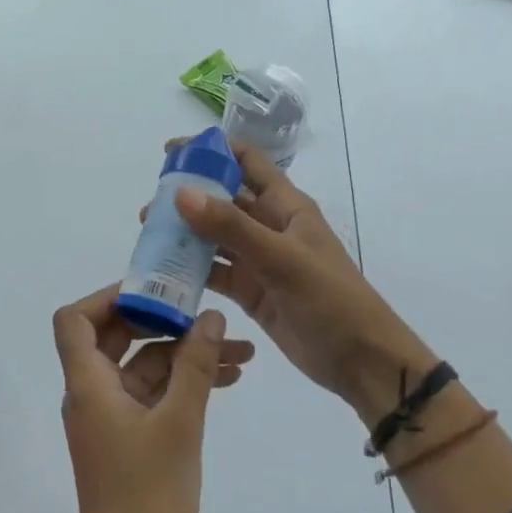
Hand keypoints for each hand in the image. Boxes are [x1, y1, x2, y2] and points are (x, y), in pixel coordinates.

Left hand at [52, 285, 252, 512]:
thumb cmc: (149, 490)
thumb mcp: (180, 422)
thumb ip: (195, 365)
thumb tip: (210, 315)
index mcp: (88, 383)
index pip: (76, 320)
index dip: (108, 298)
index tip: (153, 291)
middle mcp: (92, 391)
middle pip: (117, 336)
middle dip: (164, 322)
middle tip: (205, 314)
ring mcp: (111, 413)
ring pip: (145, 366)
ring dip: (186, 355)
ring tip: (241, 352)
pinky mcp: (129, 433)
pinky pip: (153, 392)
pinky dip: (183, 382)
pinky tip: (228, 378)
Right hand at [163, 140, 437, 420]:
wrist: (362, 361)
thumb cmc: (331, 301)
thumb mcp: (282, 260)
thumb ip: (232, 227)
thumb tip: (181, 193)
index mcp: (285, 206)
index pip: (246, 162)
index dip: (212, 151)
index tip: (171, 153)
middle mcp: (270, 226)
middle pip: (223, 199)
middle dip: (187, 196)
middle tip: (150, 207)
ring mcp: (259, 260)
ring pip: (214, 236)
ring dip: (184, 233)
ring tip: (149, 235)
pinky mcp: (251, 291)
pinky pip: (215, 272)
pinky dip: (191, 269)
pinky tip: (164, 271)